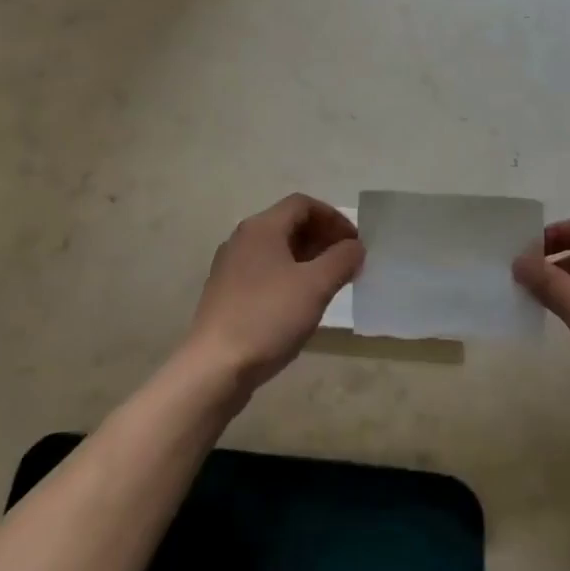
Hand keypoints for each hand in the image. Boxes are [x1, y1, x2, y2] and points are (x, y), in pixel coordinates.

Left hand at [182, 194, 364, 396]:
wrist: (215, 366)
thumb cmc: (268, 317)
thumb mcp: (315, 286)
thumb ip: (341, 260)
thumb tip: (354, 246)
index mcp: (262, 227)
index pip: (303, 204)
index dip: (334, 218)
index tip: (355, 243)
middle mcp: (242, 239)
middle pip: (288, 224)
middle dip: (322, 237)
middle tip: (347, 262)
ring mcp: (230, 266)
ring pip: (276, 249)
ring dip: (307, 258)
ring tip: (330, 283)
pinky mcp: (226, 292)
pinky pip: (264, 271)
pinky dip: (289, 275)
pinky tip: (300, 303)